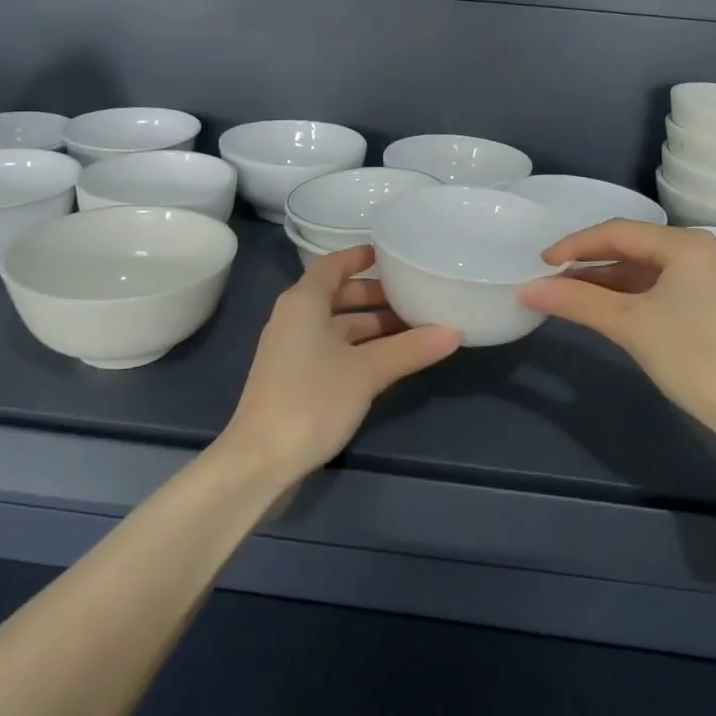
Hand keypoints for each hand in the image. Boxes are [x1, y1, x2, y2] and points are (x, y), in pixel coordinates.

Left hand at [222, 246, 461, 479]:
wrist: (260, 461)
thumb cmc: (312, 399)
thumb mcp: (367, 371)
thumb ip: (410, 349)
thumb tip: (455, 332)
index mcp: (304, 302)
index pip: (334, 265)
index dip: (361, 257)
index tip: (392, 255)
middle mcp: (294, 319)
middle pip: (338, 295)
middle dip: (375, 296)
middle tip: (414, 297)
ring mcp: (292, 351)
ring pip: (337, 326)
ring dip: (371, 326)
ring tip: (412, 330)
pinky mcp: (294, 380)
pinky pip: (332, 350)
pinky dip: (359, 348)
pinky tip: (387, 362)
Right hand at [520, 221, 715, 435]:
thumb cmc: (694, 358)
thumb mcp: (630, 325)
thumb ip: (577, 301)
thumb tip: (527, 290)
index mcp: (686, 244)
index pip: (618, 232)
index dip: (575, 245)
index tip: (540, 263)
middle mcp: (698, 251)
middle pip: (630, 246)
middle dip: (588, 262)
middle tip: (550, 279)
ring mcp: (705, 276)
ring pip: (641, 269)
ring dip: (604, 281)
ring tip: (567, 295)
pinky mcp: (707, 302)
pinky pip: (656, 286)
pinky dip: (626, 295)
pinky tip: (601, 307)